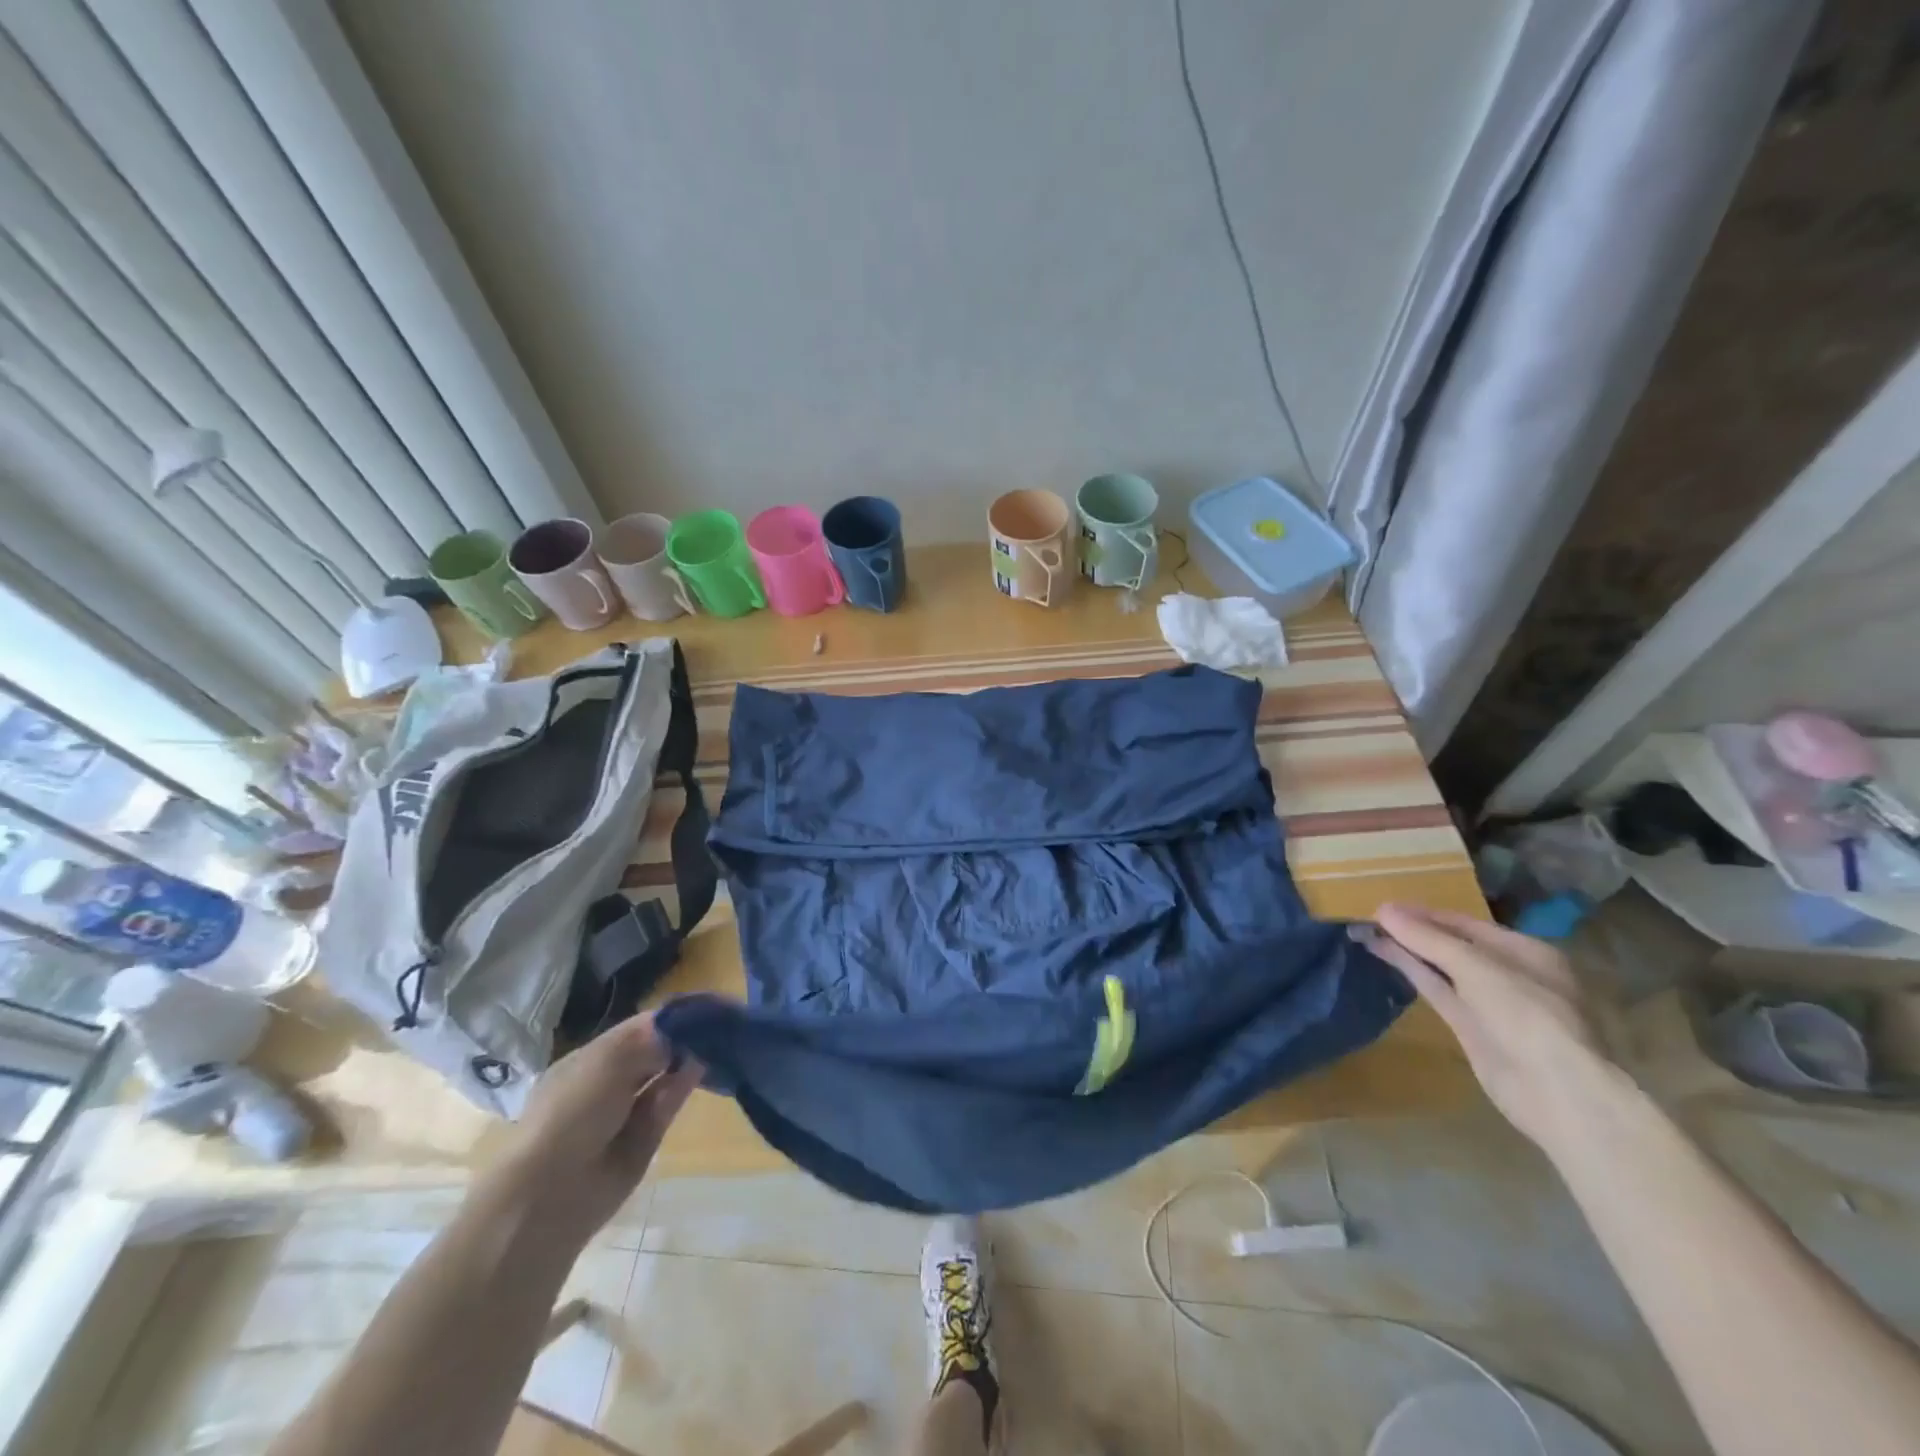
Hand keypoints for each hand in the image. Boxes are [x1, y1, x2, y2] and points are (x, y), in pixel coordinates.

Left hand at [482, 1014, 701, 1251]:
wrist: (551, 1194)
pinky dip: (683, 1086)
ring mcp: (626, 1113)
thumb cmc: (571, 1113)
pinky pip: (667, 1105)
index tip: (702, 1007)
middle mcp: (608, 1083)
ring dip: (686, 1060)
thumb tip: (684, 1029)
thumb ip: (651, 1039)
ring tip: (717, 1042)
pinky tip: (702, 1068)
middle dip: (681, 1038)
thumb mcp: (609, 1061)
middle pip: (652, 1052)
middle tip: (716, 1023)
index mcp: (589, 1060)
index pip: (637, 1029)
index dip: (669, 1017)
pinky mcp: (644, 1140)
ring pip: (663, 1078)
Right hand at [1371, 903, 1618, 1151]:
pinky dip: (1413, 973)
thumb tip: (1382, 909)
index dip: (1425, 914)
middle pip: (1453, 945)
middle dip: (1414, 931)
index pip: (1467, 924)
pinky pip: (1438, 990)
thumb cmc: (1527, 1016)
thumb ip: (1428, 938)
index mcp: (1526, 952)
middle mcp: (1509, 973)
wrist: (1555, 1091)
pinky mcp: (1471, 1027)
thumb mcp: (1476, 967)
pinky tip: (1385, 957)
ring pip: (1441, 968)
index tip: (1384, 907)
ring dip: (1407, 950)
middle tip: (1370, 919)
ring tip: (1367, 932)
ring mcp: (1490, 1003)